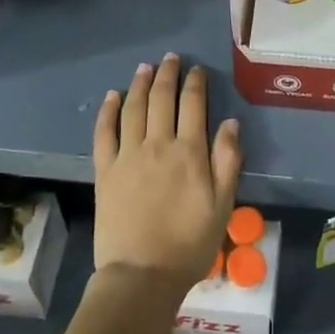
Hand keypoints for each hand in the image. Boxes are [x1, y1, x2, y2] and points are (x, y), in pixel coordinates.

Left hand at [92, 54, 241, 290]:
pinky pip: (104, 133)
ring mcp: (127, 156)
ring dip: (139, 84)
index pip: (193, 105)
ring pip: (133, 108)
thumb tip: (230, 123)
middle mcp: (157, 144)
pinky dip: (108, 111)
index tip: (197, 70)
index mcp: (189, 152)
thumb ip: (227, 161)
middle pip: (161, 99)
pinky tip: (112, 96)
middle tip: (171, 59)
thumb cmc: (190, 244)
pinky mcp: (105, 170)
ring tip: (145, 68)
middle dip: (167, 74)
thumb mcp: (223, 205)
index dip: (195, 83)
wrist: (142, 274)